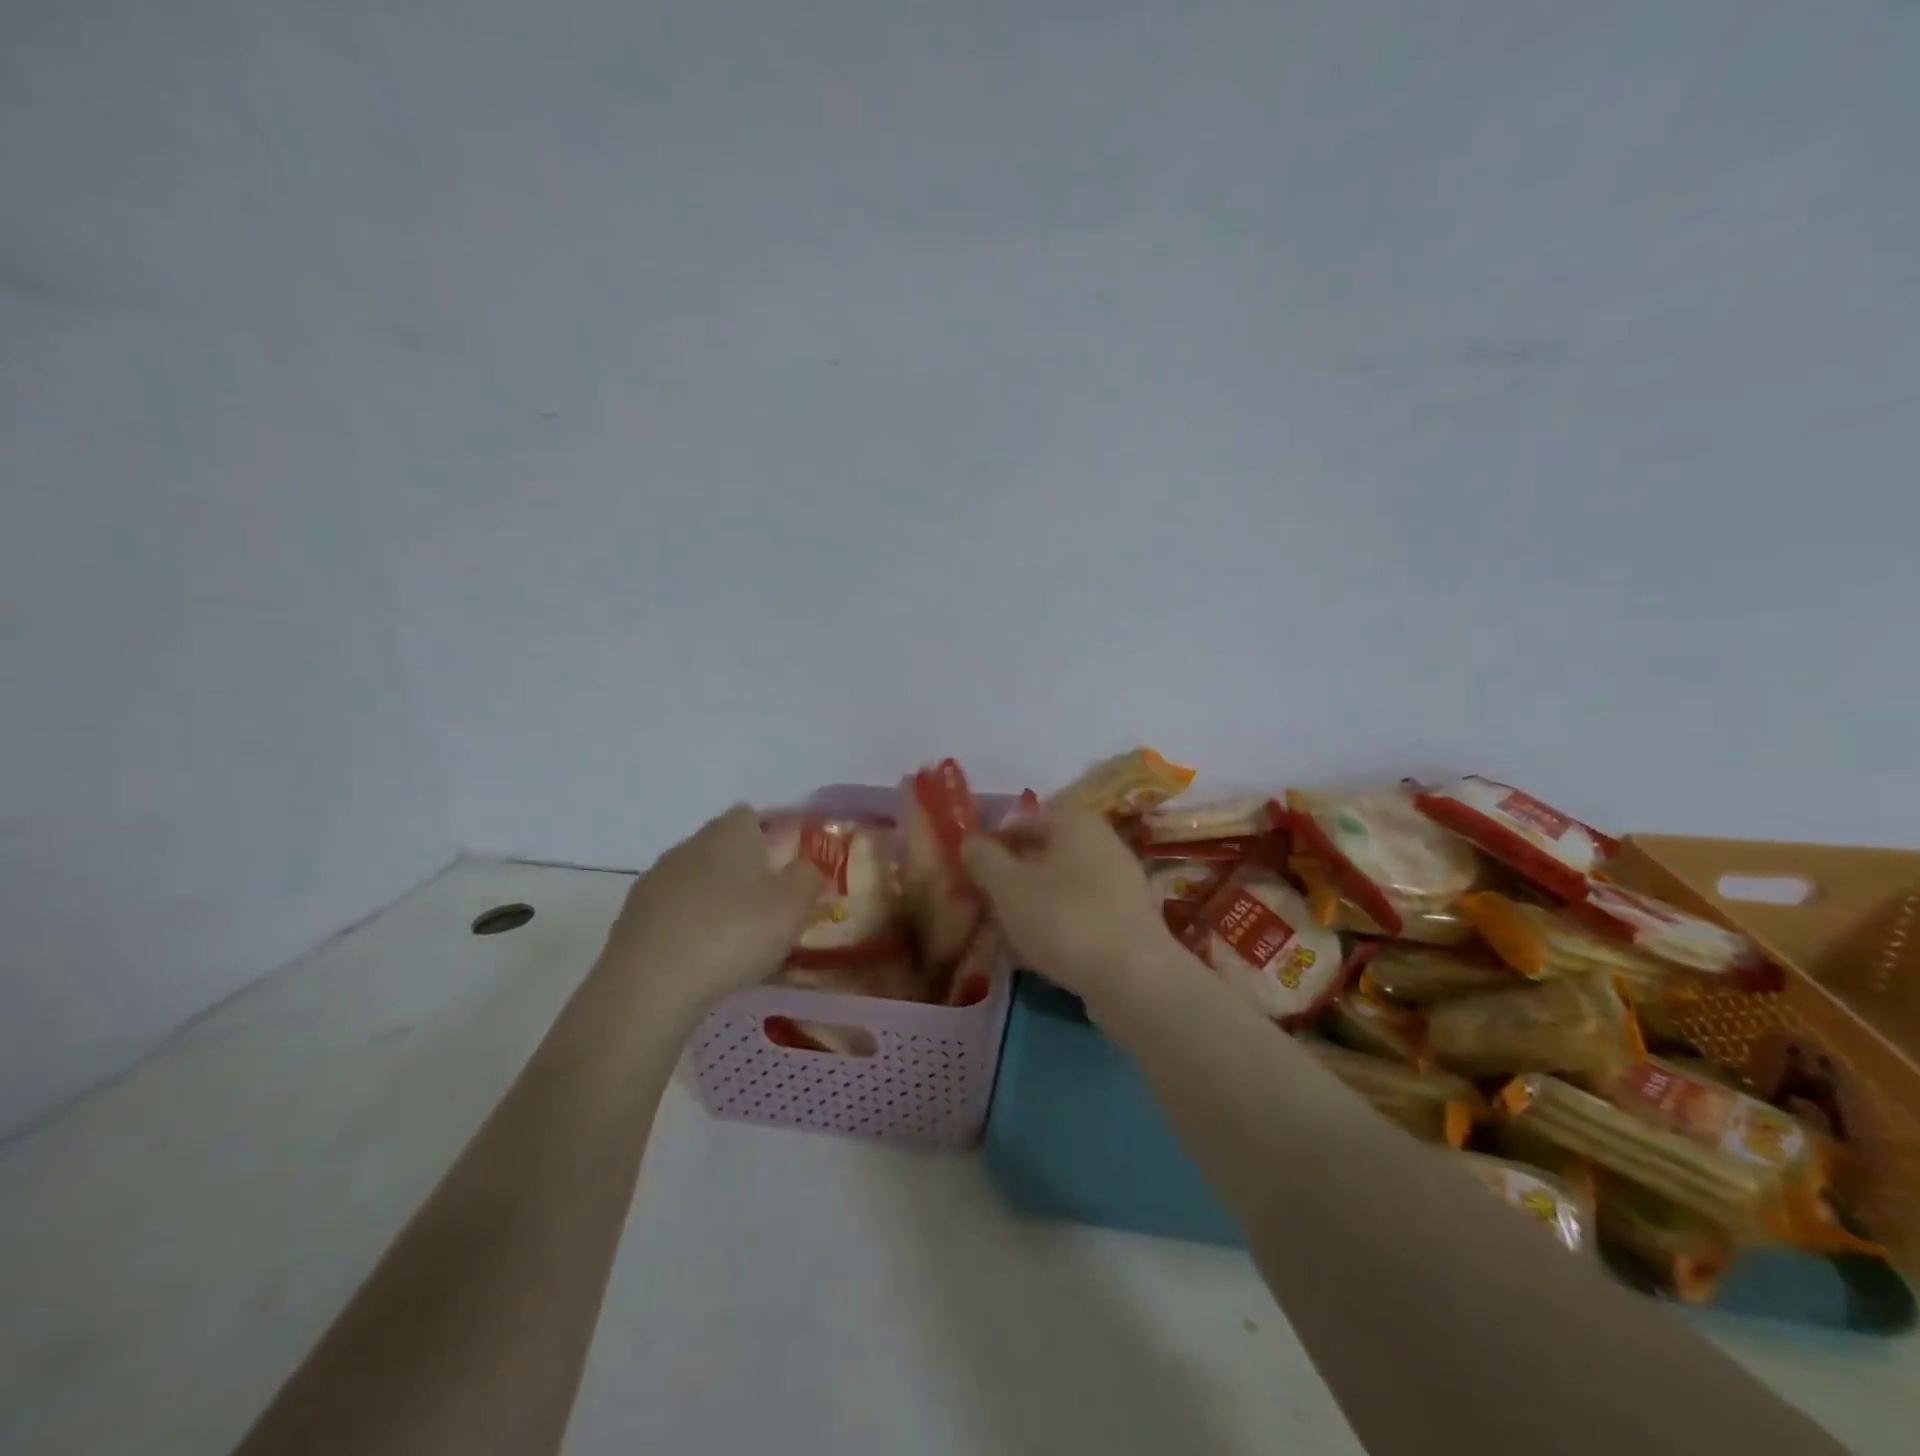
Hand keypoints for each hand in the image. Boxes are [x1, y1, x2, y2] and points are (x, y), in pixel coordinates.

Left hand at [602, 805, 822, 1007]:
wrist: (650, 983)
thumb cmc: (734, 932)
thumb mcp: (793, 906)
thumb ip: (807, 879)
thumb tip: (804, 868)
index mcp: (729, 833)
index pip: (751, 816)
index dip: (771, 837)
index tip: (787, 868)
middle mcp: (689, 845)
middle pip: (723, 848)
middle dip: (744, 871)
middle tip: (767, 907)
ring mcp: (655, 880)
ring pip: (696, 880)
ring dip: (714, 900)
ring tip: (735, 939)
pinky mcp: (632, 917)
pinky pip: (672, 912)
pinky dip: (688, 927)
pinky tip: (700, 958)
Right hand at [960, 807, 1180, 997]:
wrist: (1134, 977)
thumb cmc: (1064, 918)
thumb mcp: (1008, 887)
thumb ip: (984, 859)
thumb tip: (971, 842)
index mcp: (1074, 821)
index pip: (1021, 822)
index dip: (992, 845)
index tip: (972, 875)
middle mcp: (1103, 840)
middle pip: (1044, 854)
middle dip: (1014, 877)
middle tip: (987, 905)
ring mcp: (1122, 880)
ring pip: (1063, 884)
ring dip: (1035, 903)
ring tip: (1009, 935)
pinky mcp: (1131, 918)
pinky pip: (1083, 911)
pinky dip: (1060, 924)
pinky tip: (1041, 953)